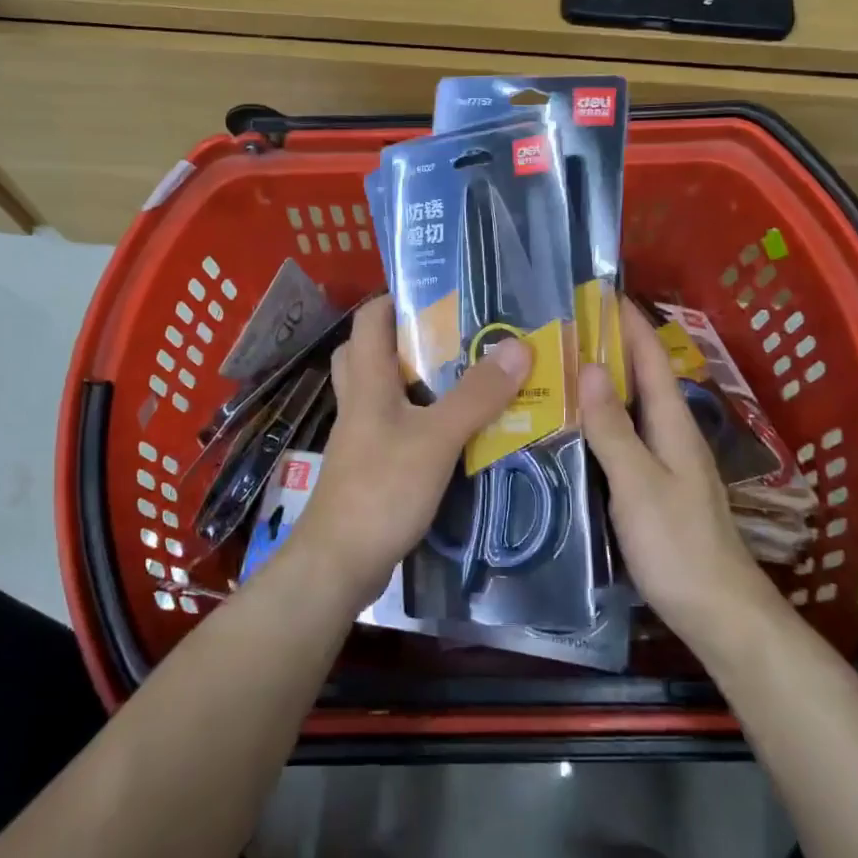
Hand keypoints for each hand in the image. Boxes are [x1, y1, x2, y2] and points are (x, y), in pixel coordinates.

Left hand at [291, 296, 532, 608]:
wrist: (339, 563)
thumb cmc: (382, 489)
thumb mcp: (437, 438)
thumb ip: (476, 394)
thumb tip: (519, 345)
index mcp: (367, 379)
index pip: (370, 318)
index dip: (399, 298)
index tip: (443, 294)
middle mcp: (359, 400)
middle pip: (372, 350)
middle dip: (410, 337)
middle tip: (456, 337)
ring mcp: (362, 434)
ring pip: (385, 389)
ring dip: (419, 379)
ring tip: (465, 377)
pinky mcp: (371, 464)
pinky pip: (395, 424)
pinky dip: (421, 417)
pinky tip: (455, 430)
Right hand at [579, 303, 779, 649]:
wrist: (717, 611)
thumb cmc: (677, 544)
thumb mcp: (638, 482)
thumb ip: (612, 427)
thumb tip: (588, 366)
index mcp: (672, 423)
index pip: (650, 358)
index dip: (628, 322)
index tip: (599, 290)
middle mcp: (671, 433)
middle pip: (640, 377)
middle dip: (609, 345)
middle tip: (563, 325)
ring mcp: (664, 461)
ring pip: (630, 407)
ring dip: (602, 381)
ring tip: (560, 365)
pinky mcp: (653, 485)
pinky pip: (623, 436)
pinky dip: (600, 418)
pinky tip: (573, 426)